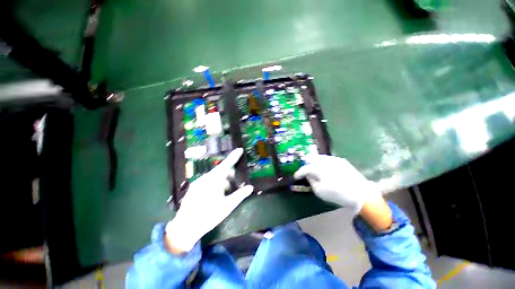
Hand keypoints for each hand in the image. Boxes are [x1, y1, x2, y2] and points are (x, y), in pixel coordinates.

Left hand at [165, 148, 252, 252]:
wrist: (185, 228)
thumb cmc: (209, 216)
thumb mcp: (227, 206)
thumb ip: (240, 195)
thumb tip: (250, 187)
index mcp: (213, 180)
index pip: (226, 165)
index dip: (234, 157)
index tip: (240, 149)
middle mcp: (205, 178)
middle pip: (220, 172)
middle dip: (229, 176)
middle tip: (233, 185)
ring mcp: (198, 183)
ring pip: (214, 178)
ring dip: (222, 182)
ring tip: (224, 194)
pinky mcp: (194, 189)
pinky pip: (207, 182)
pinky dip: (214, 185)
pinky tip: (215, 197)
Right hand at [294, 155, 382, 213]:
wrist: (361, 194)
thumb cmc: (338, 194)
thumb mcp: (320, 191)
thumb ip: (311, 181)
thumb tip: (308, 175)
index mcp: (319, 168)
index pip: (305, 168)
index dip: (299, 172)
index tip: (296, 176)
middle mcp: (325, 161)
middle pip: (311, 158)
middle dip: (306, 163)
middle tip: (304, 170)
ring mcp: (334, 159)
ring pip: (319, 157)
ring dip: (314, 161)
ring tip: (313, 168)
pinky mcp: (341, 161)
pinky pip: (328, 159)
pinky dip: (323, 162)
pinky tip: (324, 167)